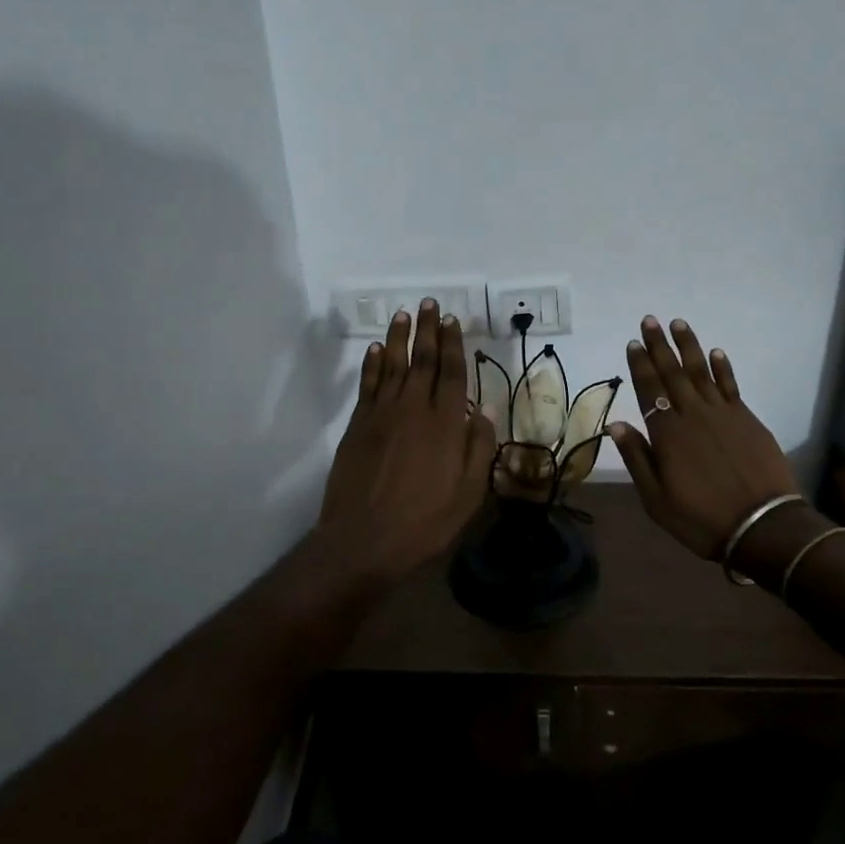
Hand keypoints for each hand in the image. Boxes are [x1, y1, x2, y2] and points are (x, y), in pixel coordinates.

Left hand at [315, 298, 496, 584]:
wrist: (363, 540)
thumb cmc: (424, 522)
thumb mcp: (468, 494)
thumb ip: (479, 448)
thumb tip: (486, 409)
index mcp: (446, 424)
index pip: (452, 373)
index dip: (453, 344)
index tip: (451, 320)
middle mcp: (414, 408)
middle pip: (423, 360)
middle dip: (427, 330)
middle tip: (428, 303)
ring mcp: (382, 414)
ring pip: (392, 365)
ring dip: (398, 338)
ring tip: (403, 315)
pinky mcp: (358, 425)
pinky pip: (368, 385)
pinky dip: (371, 365)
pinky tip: (374, 350)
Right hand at [608, 316, 798, 560]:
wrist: (762, 526)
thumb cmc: (701, 518)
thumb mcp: (656, 499)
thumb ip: (637, 458)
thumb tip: (616, 424)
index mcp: (667, 434)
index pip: (649, 390)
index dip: (640, 366)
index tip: (633, 343)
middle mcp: (693, 415)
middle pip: (673, 373)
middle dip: (659, 346)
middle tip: (649, 321)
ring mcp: (723, 414)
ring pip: (701, 372)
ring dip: (689, 346)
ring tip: (678, 324)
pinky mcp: (747, 419)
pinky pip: (731, 386)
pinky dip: (722, 368)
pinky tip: (716, 352)